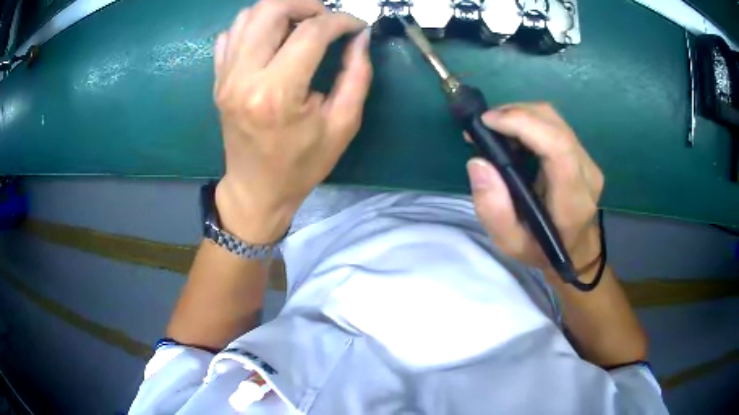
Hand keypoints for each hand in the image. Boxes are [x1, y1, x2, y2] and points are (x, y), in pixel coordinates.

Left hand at [212, 0, 372, 242]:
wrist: (256, 189)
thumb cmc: (302, 164)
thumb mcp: (343, 125)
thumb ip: (356, 75)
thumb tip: (360, 37)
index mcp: (277, 93)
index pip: (311, 32)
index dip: (341, 21)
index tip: (356, 26)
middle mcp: (244, 77)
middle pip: (271, 10)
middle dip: (306, 5)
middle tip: (325, 20)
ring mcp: (225, 77)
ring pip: (248, 16)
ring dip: (280, 11)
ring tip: (300, 26)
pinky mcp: (218, 80)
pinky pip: (230, 35)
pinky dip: (253, 26)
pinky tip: (271, 40)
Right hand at [466, 103, 603, 275]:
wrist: (575, 251)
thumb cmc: (542, 251)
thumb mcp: (510, 244)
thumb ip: (493, 210)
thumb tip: (478, 162)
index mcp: (572, 200)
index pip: (557, 147)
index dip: (523, 124)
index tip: (488, 122)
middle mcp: (587, 173)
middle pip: (554, 124)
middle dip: (515, 113)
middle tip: (485, 125)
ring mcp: (588, 161)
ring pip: (554, 119)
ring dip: (521, 114)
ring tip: (495, 128)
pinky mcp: (583, 154)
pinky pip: (555, 125)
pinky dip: (529, 121)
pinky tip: (512, 134)